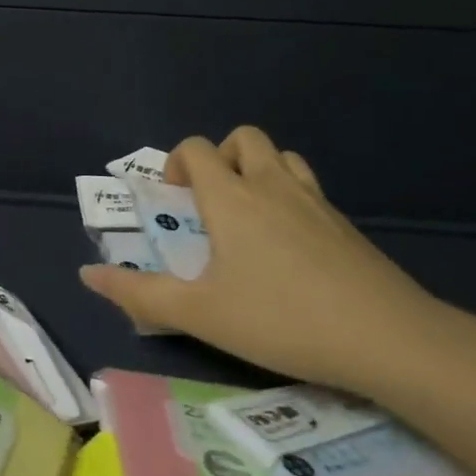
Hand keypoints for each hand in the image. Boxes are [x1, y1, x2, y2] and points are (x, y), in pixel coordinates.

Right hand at [80, 128, 444, 390]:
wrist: (388, 337)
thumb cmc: (282, 318)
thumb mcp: (201, 313)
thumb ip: (140, 293)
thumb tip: (87, 273)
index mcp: (231, 197)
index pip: (197, 148)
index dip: (178, 163)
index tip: (175, 201)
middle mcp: (271, 184)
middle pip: (243, 137)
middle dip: (221, 157)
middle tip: (213, 202)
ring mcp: (314, 200)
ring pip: (281, 156)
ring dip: (259, 169)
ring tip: (251, 215)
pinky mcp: (346, 224)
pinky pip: (310, 187)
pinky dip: (291, 196)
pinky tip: (293, 246)